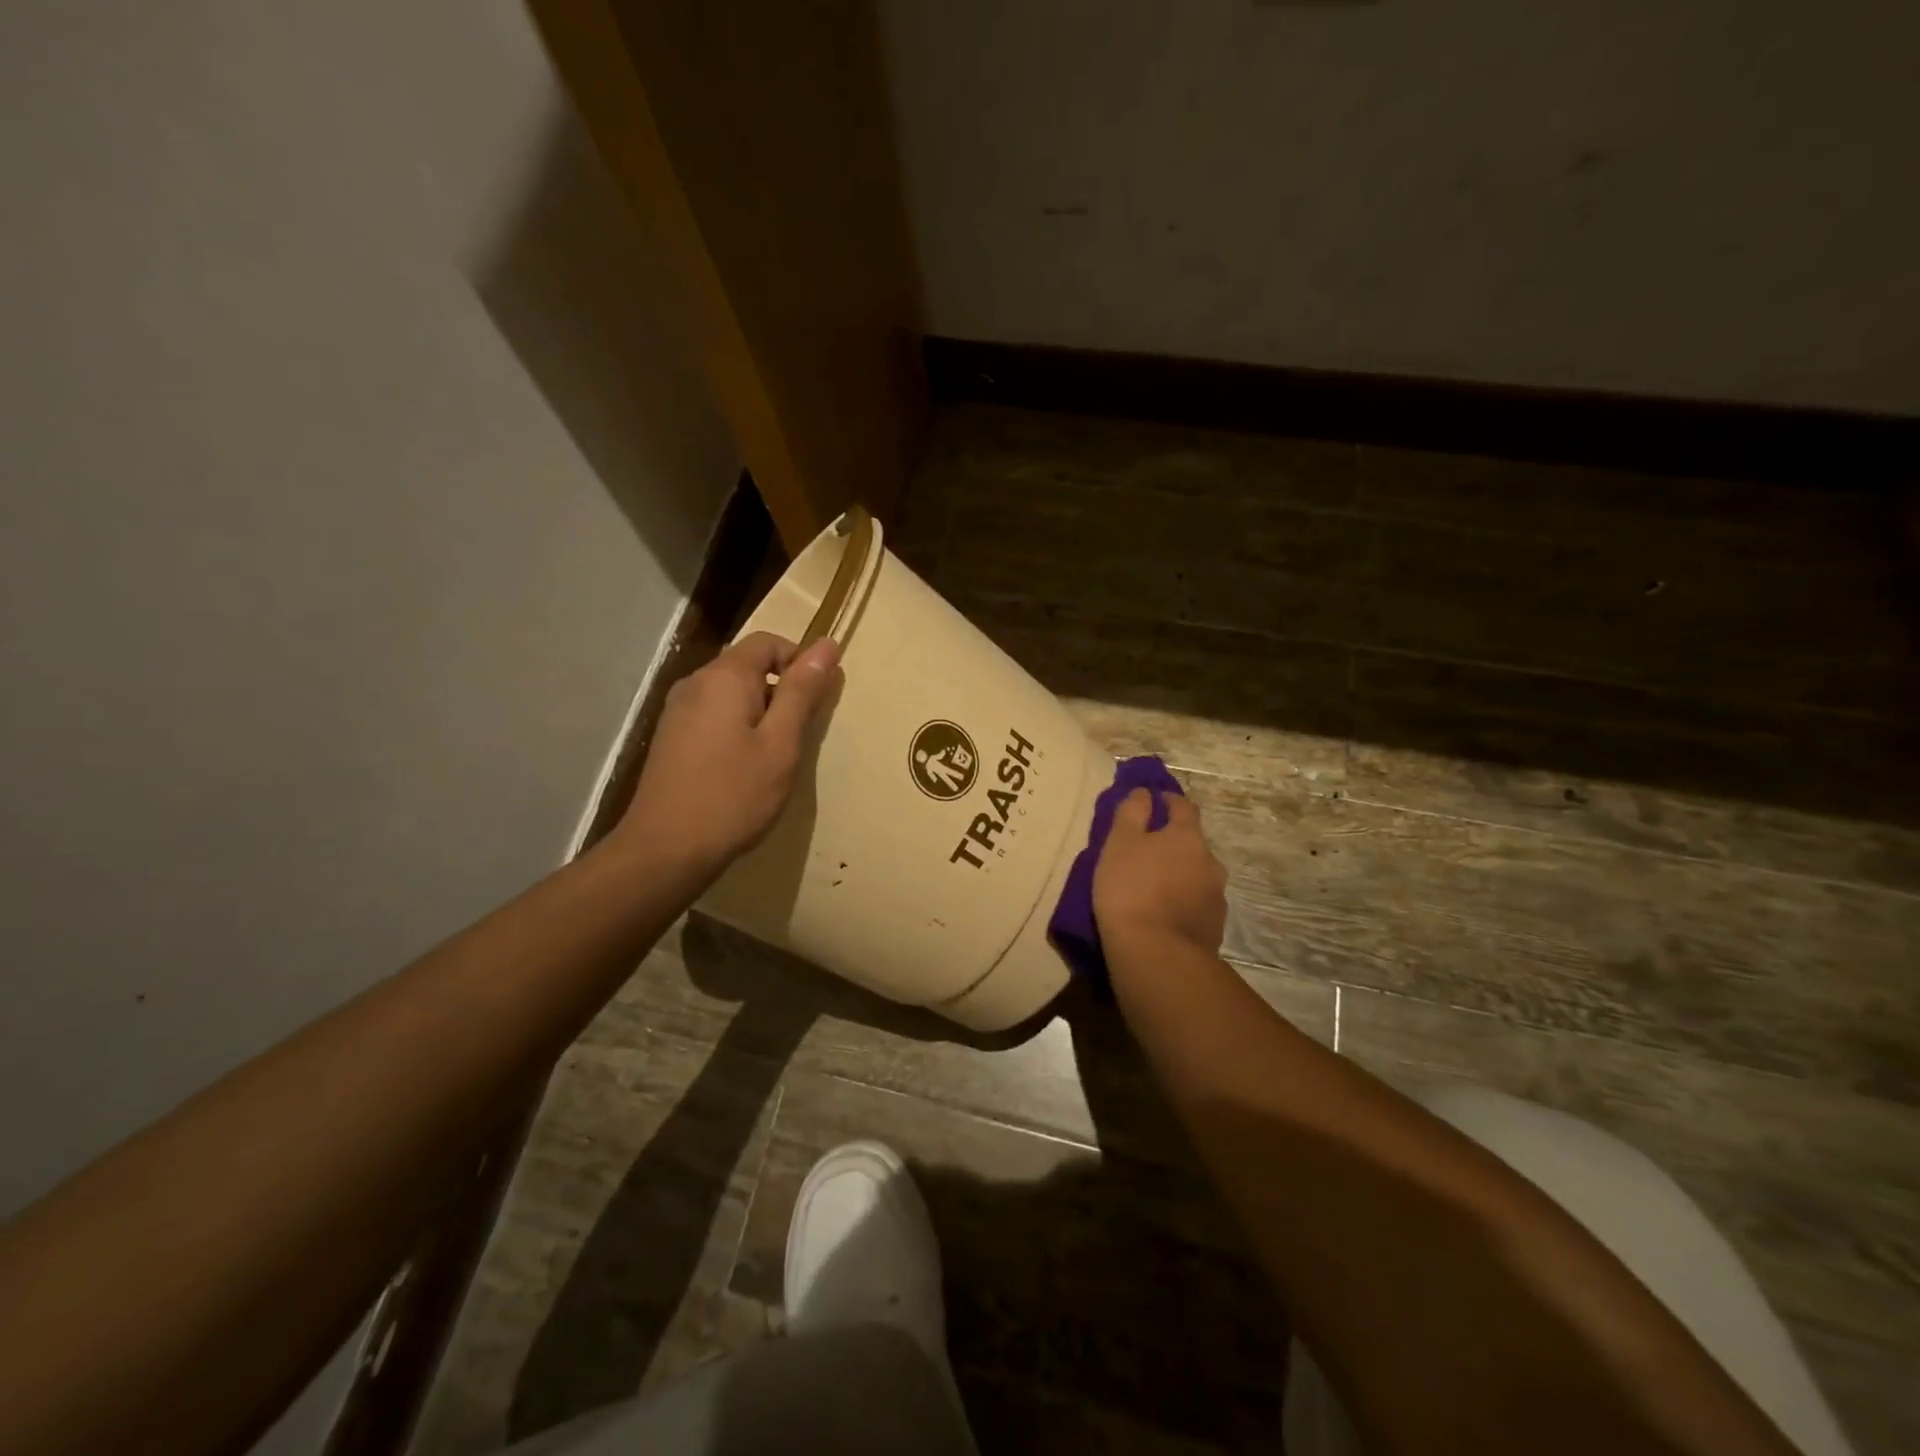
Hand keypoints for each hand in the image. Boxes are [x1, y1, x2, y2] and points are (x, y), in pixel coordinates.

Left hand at [615, 632, 841, 877]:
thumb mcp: (781, 743)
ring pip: (731, 693)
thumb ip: (802, 692)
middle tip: (800, 735)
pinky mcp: (672, 737)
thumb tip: (826, 644)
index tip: (818, 700)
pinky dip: (738, 727)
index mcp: (724, 677)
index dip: (800, 661)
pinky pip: (714, 714)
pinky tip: (744, 767)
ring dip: (761, 712)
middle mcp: (696, 683)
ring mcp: (678, 710)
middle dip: (781, 689)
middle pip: (748, 665)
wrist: (666, 849)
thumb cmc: (734, 795)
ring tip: (775, 755)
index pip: (768, 642)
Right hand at [1093, 788, 1228, 956]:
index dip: (1168, 801)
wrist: (1156, 954)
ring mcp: (1216, 896)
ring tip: (1155, 888)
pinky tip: (1164, 914)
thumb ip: (1132, 813)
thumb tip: (1145, 792)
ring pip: (1197, 875)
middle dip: (1173, 843)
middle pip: (1192, 843)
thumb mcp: (1119, 843)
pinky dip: (1183, 902)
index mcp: (1187, 836)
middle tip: (1147, 853)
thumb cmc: (1130, 889)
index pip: (1184, 806)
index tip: (1152, 802)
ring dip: (1179, 875)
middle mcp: (1210, 861)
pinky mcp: (1215, 927)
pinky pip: (1197, 904)